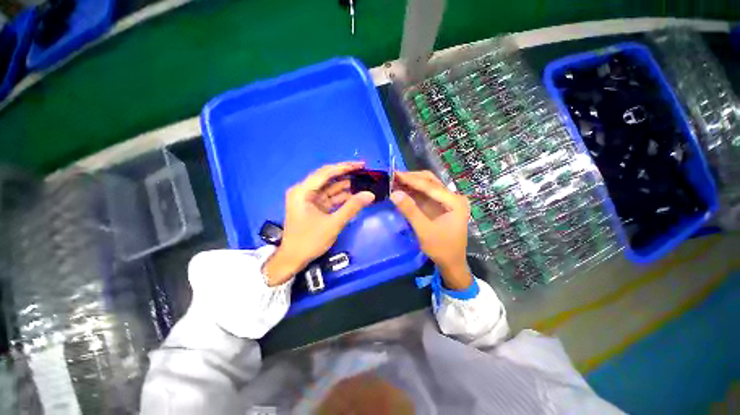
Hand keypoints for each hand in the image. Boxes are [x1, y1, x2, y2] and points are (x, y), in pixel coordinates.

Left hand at [263, 162, 374, 285]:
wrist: (293, 259)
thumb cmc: (309, 241)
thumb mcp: (333, 224)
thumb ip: (352, 208)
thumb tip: (370, 194)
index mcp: (303, 191)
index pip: (326, 173)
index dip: (344, 167)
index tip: (361, 164)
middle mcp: (304, 191)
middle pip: (328, 178)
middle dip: (346, 175)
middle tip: (365, 172)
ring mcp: (309, 199)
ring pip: (330, 188)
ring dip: (346, 187)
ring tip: (364, 183)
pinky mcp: (314, 207)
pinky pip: (330, 198)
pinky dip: (342, 197)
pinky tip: (355, 196)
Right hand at [391, 171, 472, 289]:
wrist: (452, 263)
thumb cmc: (441, 249)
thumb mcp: (424, 230)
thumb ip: (410, 210)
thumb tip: (394, 193)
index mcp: (454, 202)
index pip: (430, 186)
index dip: (411, 179)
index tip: (394, 174)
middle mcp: (452, 197)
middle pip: (430, 181)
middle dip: (411, 178)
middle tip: (393, 177)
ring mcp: (446, 200)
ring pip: (427, 185)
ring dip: (411, 183)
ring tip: (394, 181)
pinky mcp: (439, 205)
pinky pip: (425, 194)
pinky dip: (413, 191)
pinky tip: (402, 190)